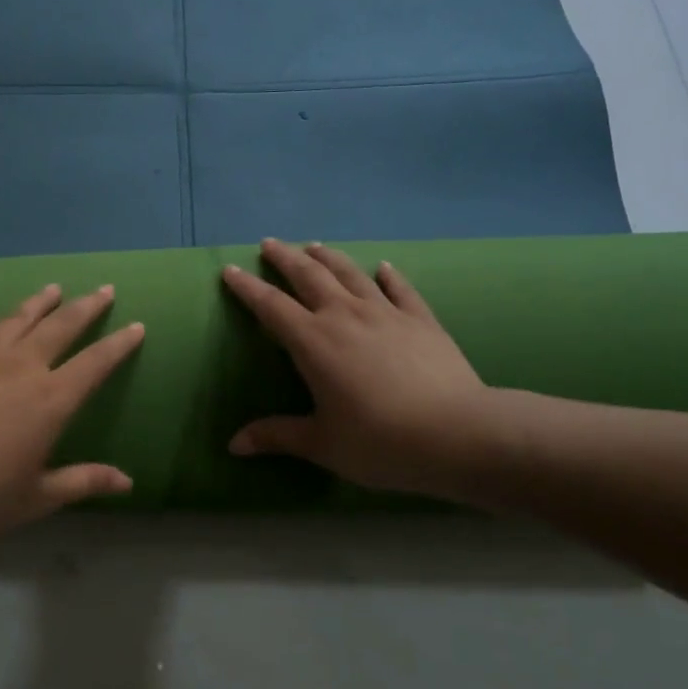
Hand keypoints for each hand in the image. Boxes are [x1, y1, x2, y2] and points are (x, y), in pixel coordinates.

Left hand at [0, 283, 145, 540]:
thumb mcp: (37, 498)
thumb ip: (83, 482)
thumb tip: (127, 482)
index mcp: (50, 399)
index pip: (96, 363)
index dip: (119, 344)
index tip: (136, 326)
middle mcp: (20, 367)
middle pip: (61, 327)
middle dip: (86, 307)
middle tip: (103, 289)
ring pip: (15, 320)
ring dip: (37, 303)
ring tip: (52, 289)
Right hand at [222, 240, 507, 500]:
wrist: (458, 434)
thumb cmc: (380, 441)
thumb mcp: (322, 444)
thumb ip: (276, 436)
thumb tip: (233, 445)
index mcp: (313, 342)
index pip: (270, 306)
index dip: (247, 287)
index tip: (229, 270)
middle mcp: (345, 316)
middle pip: (309, 275)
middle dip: (285, 258)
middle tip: (269, 244)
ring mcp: (386, 313)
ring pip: (350, 274)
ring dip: (328, 257)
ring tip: (314, 245)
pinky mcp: (421, 319)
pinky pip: (400, 289)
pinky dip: (388, 275)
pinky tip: (384, 267)